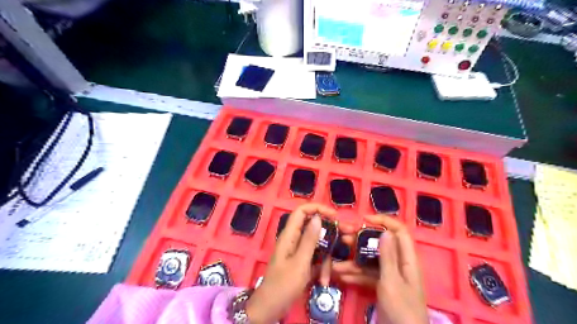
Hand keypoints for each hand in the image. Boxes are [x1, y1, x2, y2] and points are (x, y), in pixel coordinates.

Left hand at [244, 204, 336, 321]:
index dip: (317, 208)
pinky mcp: (301, 262)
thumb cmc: (284, 284)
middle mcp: (293, 239)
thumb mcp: (300, 262)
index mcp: (289, 235)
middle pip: (312, 227)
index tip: (335, 216)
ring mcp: (297, 251)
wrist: (271, 308)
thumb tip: (317, 217)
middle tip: (346, 237)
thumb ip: (309, 239)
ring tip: (329, 274)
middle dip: (329, 234)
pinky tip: (323, 280)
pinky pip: (314, 257)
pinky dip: (320, 267)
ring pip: (316, 245)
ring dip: (325, 257)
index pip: (301, 211)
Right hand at [334, 215, 426, 323]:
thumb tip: (385, 231)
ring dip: (354, 261)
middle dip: (361, 241)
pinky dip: (356, 275)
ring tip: (336, 263)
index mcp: (407, 260)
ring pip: (371, 261)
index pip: (398, 231)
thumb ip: (387, 257)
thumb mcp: (392, 282)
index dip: (383, 221)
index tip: (363, 220)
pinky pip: (368, 275)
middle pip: (380, 245)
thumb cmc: (402, 311)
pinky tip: (342, 276)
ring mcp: (390, 276)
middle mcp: (399, 264)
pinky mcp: (382, 286)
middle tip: (343, 238)